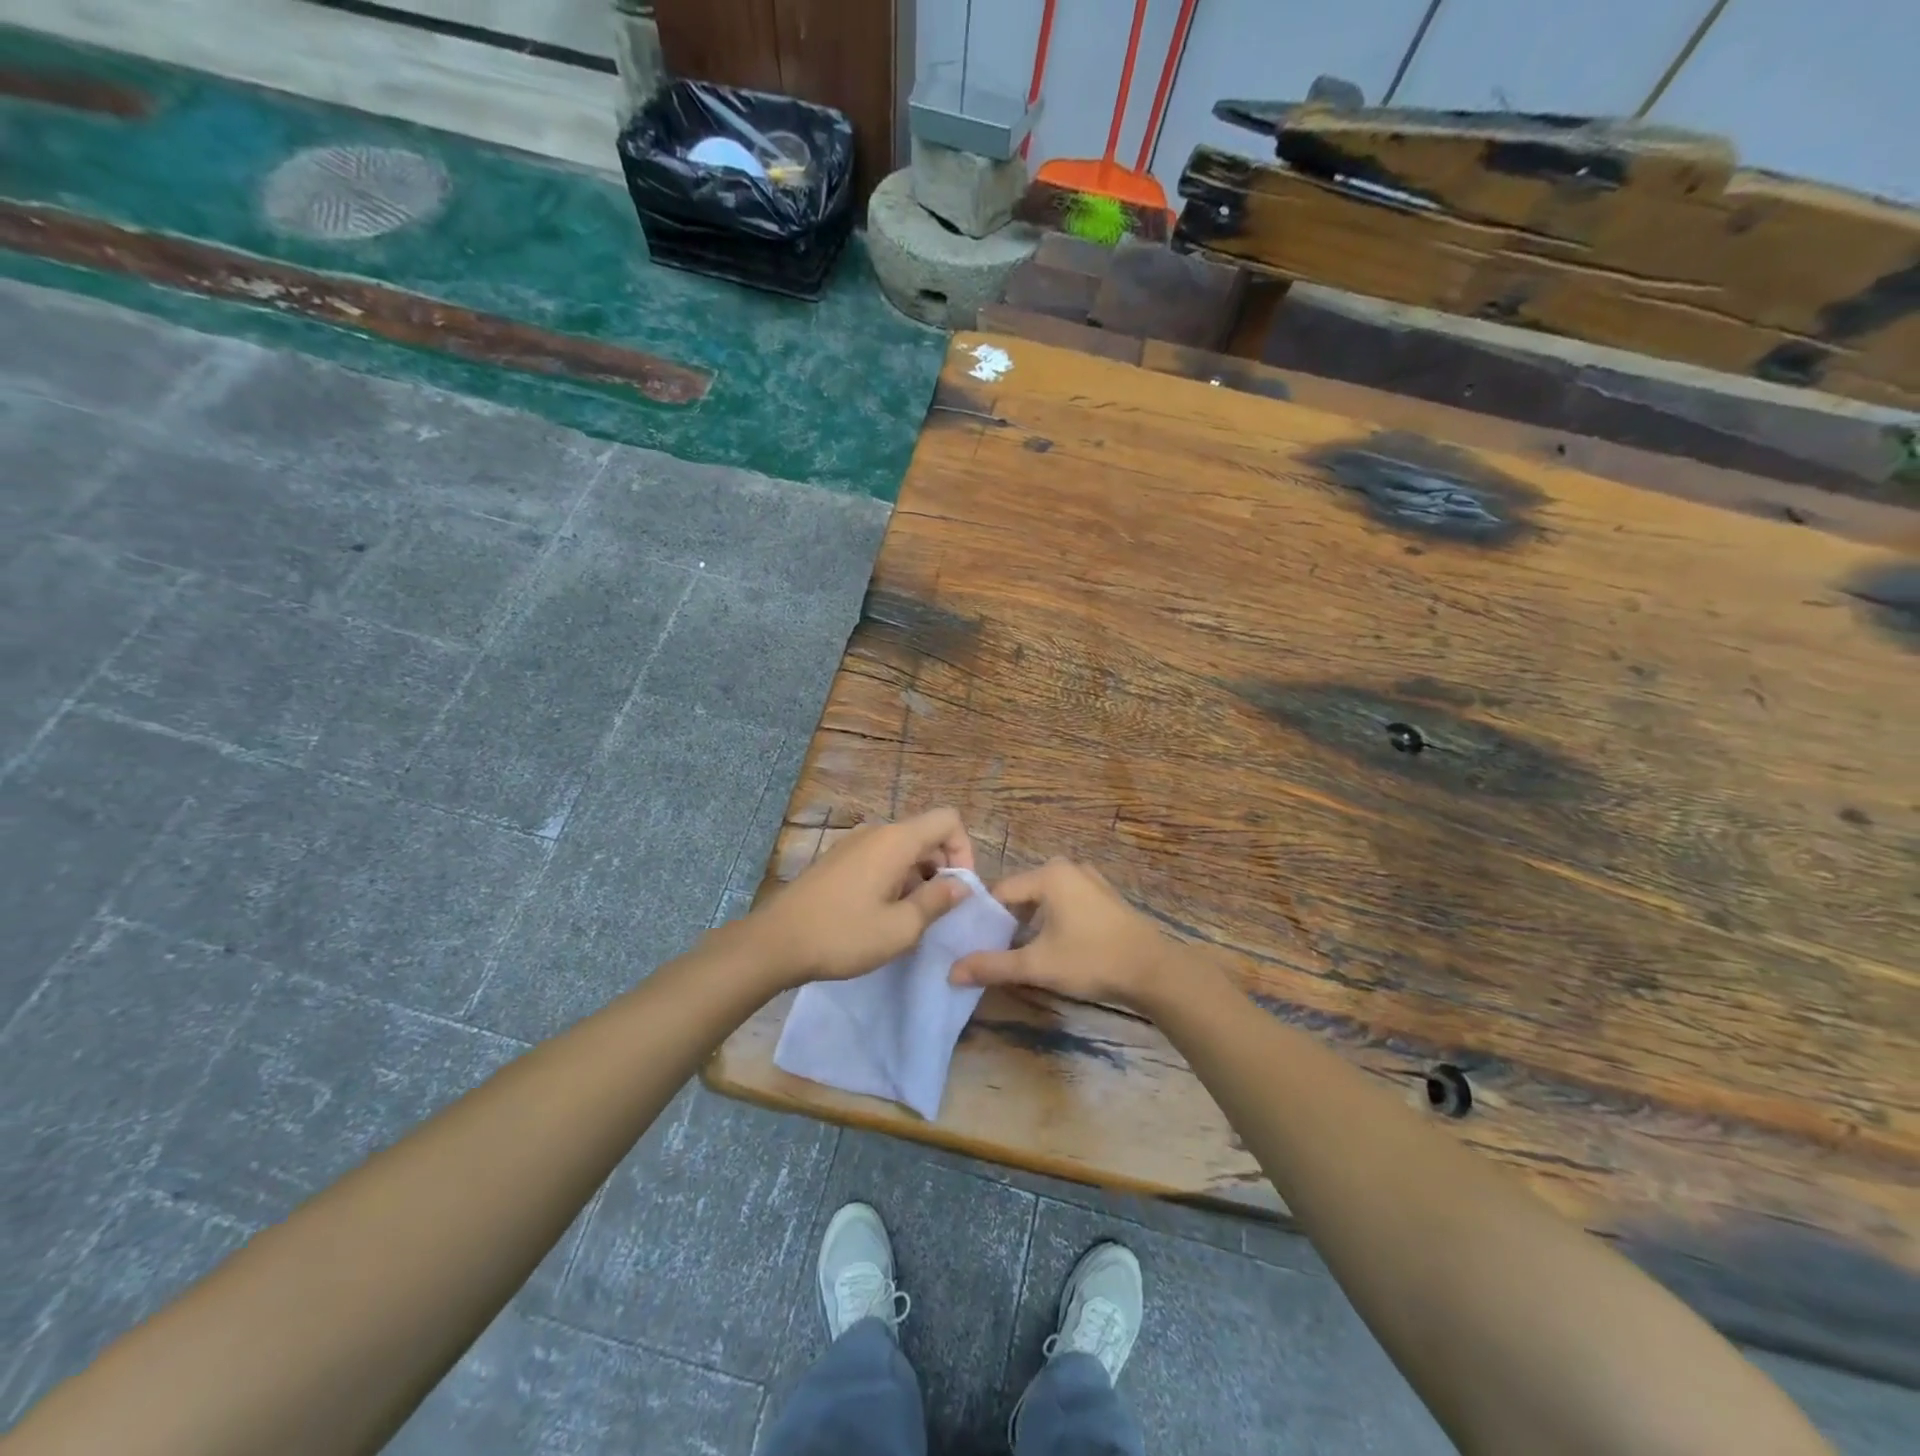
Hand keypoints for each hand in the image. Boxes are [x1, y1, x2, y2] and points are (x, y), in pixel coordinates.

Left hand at [748, 807, 975, 987]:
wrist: (776, 942)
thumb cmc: (844, 934)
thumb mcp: (901, 928)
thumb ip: (937, 901)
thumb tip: (962, 885)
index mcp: (896, 840)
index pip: (948, 820)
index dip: (964, 850)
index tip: (959, 889)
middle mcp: (876, 832)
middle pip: (926, 835)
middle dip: (942, 867)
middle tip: (938, 910)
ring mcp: (853, 844)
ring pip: (902, 849)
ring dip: (918, 877)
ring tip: (909, 918)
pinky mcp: (837, 860)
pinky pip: (879, 858)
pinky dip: (894, 879)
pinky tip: (882, 914)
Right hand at [950, 859, 1176, 1009]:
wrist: (1153, 971)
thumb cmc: (1091, 960)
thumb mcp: (1037, 965)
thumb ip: (992, 966)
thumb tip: (951, 972)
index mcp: (1049, 875)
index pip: (1000, 892)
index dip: (984, 918)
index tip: (975, 944)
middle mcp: (1068, 868)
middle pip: (1022, 893)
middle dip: (1008, 921)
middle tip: (998, 951)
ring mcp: (1090, 880)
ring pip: (1045, 898)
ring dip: (1032, 922)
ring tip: (1024, 952)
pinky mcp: (1105, 896)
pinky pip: (1066, 901)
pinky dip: (1054, 919)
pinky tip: (1056, 946)